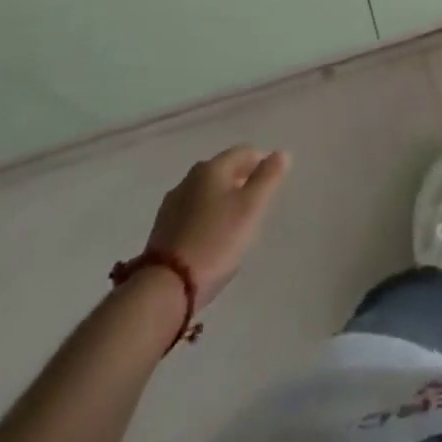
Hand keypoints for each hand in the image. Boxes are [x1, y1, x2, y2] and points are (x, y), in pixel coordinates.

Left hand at [144, 145, 289, 305]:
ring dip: (221, 199)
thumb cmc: (215, 242)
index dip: (261, 162)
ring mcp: (171, 205)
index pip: (244, 152)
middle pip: (222, 170)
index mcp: (211, 168)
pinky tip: (210, 236)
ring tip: (234, 220)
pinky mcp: (161, 231)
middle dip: (241, 179)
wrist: (164, 289)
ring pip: (205, 192)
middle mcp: (189, 179)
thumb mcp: (251, 208)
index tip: (272, 181)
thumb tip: (281, 153)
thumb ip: (268, 177)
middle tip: (256, 201)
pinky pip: (191, 213)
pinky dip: (205, 216)